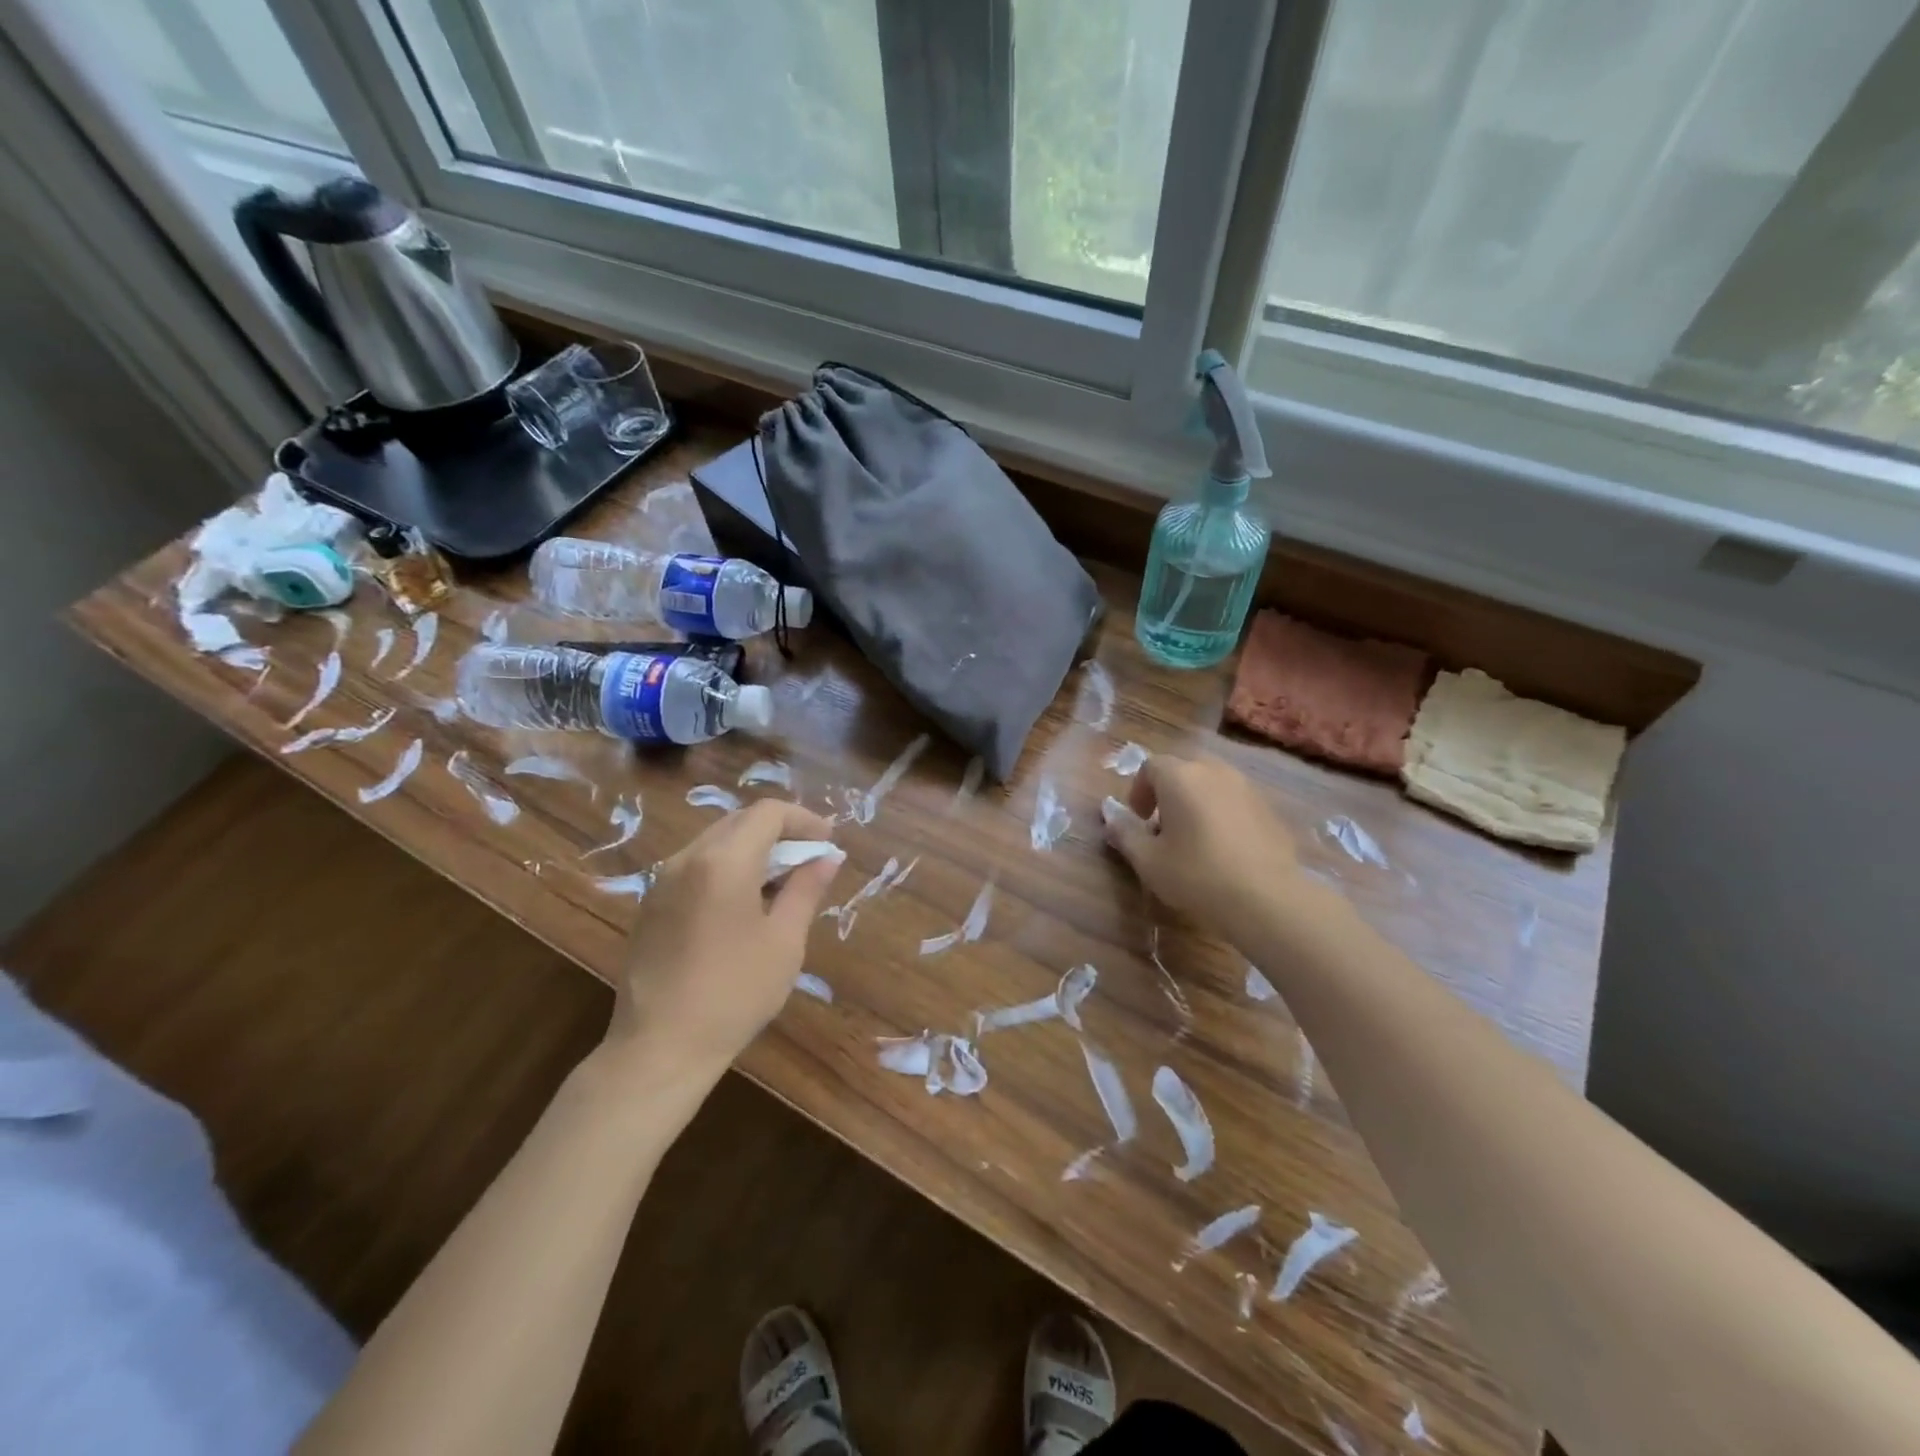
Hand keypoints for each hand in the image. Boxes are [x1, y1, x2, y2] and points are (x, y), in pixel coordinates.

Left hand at [603, 799, 840, 1085]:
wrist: (659, 1048)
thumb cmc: (734, 994)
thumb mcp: (784, 941)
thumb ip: (806, 889)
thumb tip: (827, 857)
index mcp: (723, 862)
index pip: (768, 813)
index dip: (803, 820)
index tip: (828, 842)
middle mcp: (687, 858)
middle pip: (740, 821)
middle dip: (780, 832)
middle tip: (810, 859)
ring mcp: (663, 881)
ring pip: (716, 842)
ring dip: (753, 849)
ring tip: (782, 882)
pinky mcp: (652, 904)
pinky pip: (696, 866)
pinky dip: (728, 867)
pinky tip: (745, 902)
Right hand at [1103, 755, 1311, 938]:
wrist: (1267, 899)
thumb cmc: (1197, 875)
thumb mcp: (1148, 860)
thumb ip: (1124, 833)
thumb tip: (1111, 816)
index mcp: (1180, 777)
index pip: (1150, 766)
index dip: (1138, 790)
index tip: (1140, 820)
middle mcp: (1214, 771)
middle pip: (1183, 770)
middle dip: (1168, 793)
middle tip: (1163, 828)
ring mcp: (1246, 787)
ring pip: (1212, 784)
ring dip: (1196, 802)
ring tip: (1194, 839)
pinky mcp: (1269, 808)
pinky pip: (1235, 801)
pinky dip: (1223, 814)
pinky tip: (1225, 849)